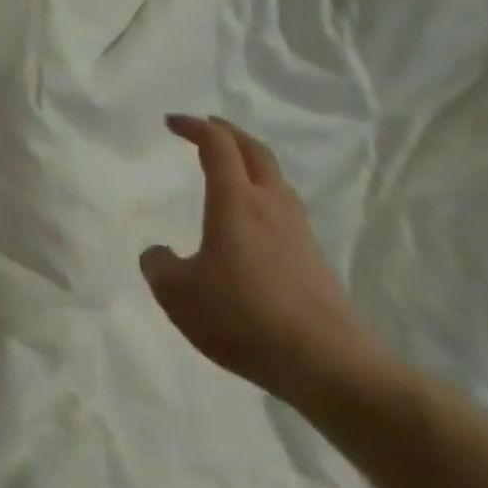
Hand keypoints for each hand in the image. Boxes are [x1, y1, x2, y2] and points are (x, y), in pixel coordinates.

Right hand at [142, 115, 384, 405]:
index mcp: (235, 200)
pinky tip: (253, 225)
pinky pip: (285, 212)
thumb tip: (158, 254)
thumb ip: (159, 266)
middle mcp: (270, 206)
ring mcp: (298, 233)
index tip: (172, 122)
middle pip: (254, 152)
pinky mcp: (315, 262)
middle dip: (229, 133)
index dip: (194, 127)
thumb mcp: (178, 293)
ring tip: (232, 171)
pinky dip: (264, 198)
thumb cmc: (244, 316)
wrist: (329, 365)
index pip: (216, 145)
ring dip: (251, 164)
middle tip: (207, 127)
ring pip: (276, 180)